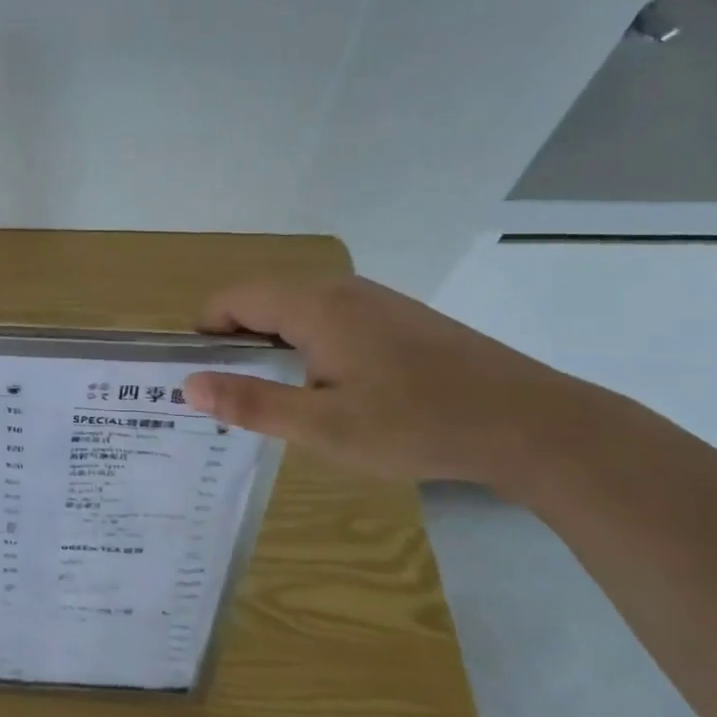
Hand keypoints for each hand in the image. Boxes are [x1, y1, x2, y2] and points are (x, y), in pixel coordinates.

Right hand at [183, 275, 591, 482]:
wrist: (527, 423)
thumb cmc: (416, 425)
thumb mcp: (324, 427)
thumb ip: (251, 404)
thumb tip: (189, 384)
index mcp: (313, 306)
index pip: (231, 299)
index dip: (205, 333)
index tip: (200, 378)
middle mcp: (338, 288)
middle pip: (261, 300)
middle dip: (235, 342)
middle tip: (233, 397)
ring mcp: (371, 299)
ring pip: (296, 309)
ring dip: (272, 345)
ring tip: (275, 398)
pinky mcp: (396, 316)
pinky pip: (329, 318)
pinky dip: (307, 345)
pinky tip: (328, 389)